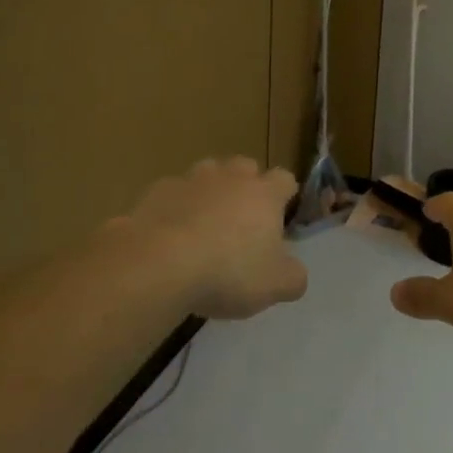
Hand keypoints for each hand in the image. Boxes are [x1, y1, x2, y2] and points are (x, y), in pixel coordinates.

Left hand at [117, 157, 306, 319]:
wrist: (159, 264)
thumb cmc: (228, 272)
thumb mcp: (275, 286)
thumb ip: (293, 277)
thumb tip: (295, 273)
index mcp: (264, 194)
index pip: (285, 179)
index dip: (285, 195)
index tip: (281, 215)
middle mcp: (230, 177)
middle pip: (245, 167)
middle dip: (246, 185)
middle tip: (242, 219)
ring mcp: (191, 180)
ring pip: (207, 173)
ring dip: (210, 191)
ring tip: (204, 224)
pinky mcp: (157, 192)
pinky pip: (173, 194)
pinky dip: (176, 208)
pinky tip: (169, 236)